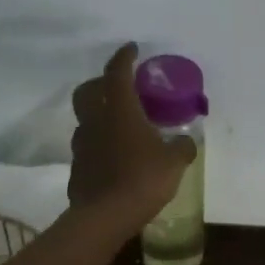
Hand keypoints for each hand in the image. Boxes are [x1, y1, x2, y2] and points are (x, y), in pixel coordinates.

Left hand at [69, 43, 195, 227]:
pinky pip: (88, 145)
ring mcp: (82, 144)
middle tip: (120, 87)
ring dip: (100, 114)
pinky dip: (100, 142)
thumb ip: (182, 147)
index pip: (117, 73)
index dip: (124, 57)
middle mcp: (96, 120)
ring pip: (86, 119)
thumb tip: (186, 140)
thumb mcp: (174, 162)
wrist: (104, 216)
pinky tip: (115, 155)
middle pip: (88, 90)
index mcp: (120, 110)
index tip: (132, 48)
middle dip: (102, 82)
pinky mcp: (77, 167)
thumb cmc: (142, 179)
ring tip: (121, 124)